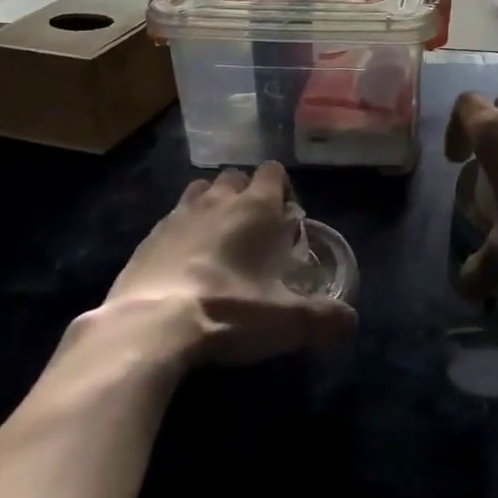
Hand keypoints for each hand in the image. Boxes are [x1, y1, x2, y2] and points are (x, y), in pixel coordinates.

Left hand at [98, 163, 356, 366]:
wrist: (149, 325)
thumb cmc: (228, 310)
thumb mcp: (286, 322)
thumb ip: (324, 319)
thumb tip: (350, 322)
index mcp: (256, 207)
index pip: (274, 171)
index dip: (283, 190)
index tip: (286, 222)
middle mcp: (218, 200)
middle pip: (236, 177)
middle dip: (247, 196)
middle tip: (254, 234)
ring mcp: (178, 215)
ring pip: (201, 191)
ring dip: (212, 206)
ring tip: (218, 243)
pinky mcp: (148, 237)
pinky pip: (171, 220)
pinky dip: (181, 233)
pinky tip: (183, 265)